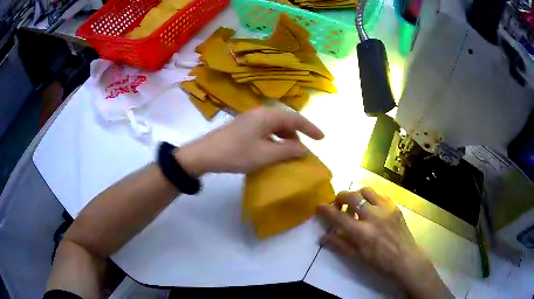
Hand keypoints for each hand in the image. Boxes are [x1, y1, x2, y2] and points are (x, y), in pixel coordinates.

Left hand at [175, 107, 323, 175]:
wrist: (204, 154)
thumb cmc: (236, 153)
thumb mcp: (266, 155)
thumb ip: (288, 151)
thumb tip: (304, 149)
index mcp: (267, 116)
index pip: (295, 118)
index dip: (310, 128)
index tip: (322, 138)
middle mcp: (259, 113)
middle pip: (285, 119)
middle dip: (297, 133)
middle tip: (305, 147)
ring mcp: (249, 119)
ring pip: (274, 125)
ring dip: (285, 136)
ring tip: (290, 150)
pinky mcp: (242, 127)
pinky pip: (265, 130)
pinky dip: (274, 139)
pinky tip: (272, 150)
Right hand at [317, 188, 452, 298]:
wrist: (405, 258)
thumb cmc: (380, 262)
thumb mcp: (357, 257)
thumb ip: (339, 245)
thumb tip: (322, 238)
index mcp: (362, 233)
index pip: (338, 217)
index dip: (326, 210)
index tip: (319, 206)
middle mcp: (373, 216)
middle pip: (352, 197)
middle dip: (340, 197)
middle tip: (338, 204)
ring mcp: (386, 209)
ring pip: (366, 190)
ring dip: (357, 194)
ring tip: (355, 203)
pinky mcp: (395, 206)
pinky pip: (380, 194)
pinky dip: (371, 197)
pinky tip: (371, 206)